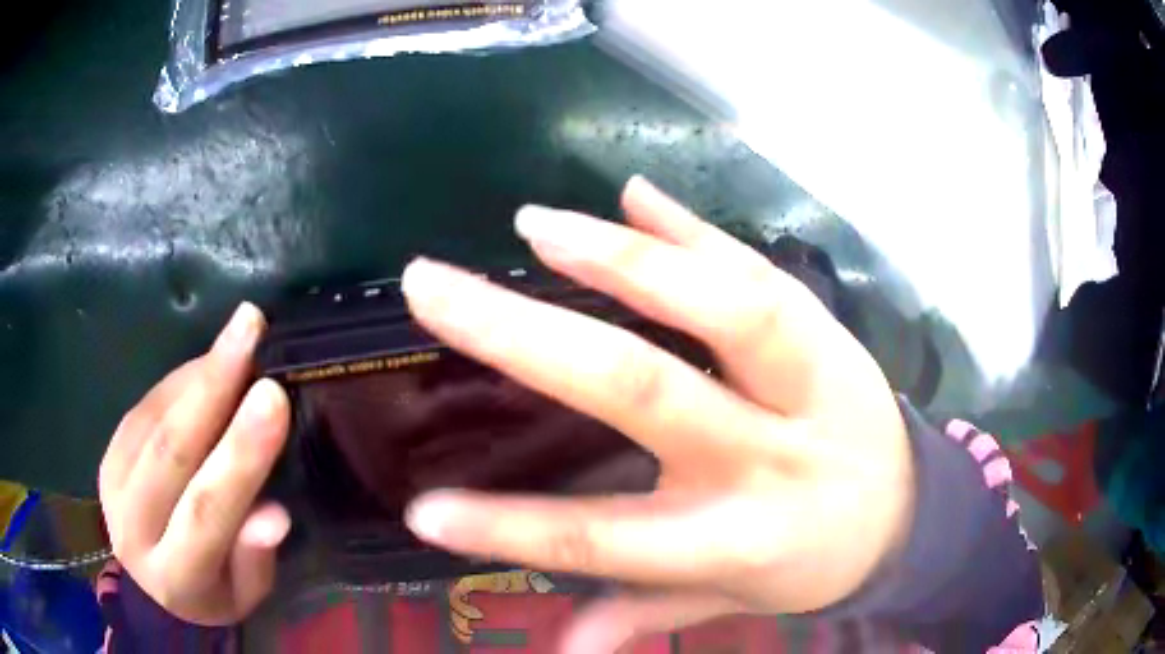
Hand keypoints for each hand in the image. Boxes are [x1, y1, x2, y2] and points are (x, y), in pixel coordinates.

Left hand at [98, 304, 291, 625]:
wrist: (152, 587)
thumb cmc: (212, 592)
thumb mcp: (246, 594)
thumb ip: (254, 556)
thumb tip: (274, 514)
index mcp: (175, 574)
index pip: (205, 510)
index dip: (238, 453)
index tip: (273, 395)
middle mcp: (133, 526)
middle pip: (169, 450)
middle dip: (212, 384)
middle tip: (249, 325)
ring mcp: (113, 484)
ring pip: (155, 418)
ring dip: (198, 373)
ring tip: (239, 336)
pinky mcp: (109, 453)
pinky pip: (144, 406)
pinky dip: (180, 381)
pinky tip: (209, 364)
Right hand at [401, 178, 914, 651]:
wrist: (910, 512)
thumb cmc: (813, 561)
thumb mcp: (736, 599)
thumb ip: (650, 614)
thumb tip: (563, 646)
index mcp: (743, 537)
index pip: (608, 539)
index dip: (510, 530)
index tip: (423, 508)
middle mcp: (774, 450)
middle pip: (646, 388)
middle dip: (527, 337)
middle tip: (432, 287)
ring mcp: (812, 377)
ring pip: (724, 306)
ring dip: (624, 260)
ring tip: (535, 226)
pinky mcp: (832, 329)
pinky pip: (759, 273)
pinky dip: (694, 234)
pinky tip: (632, 197)